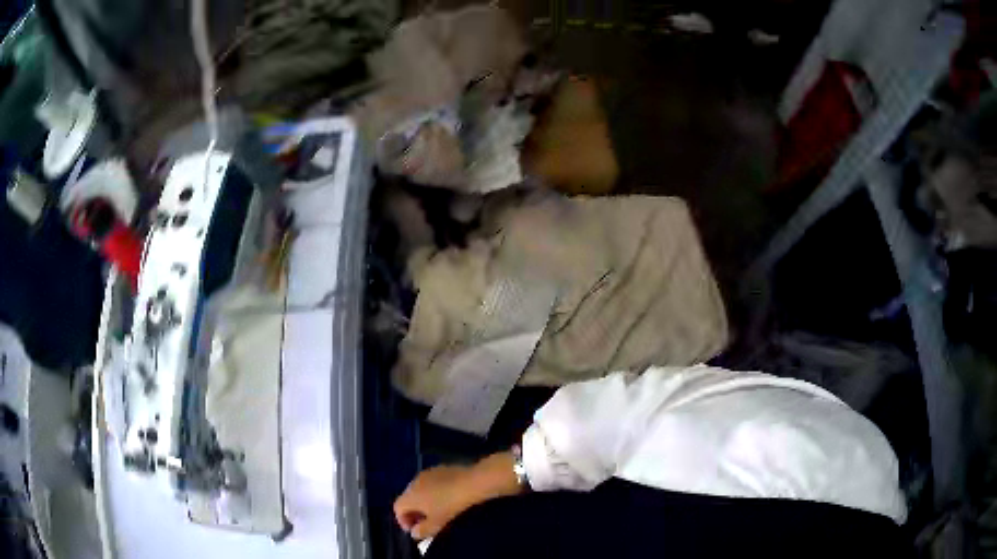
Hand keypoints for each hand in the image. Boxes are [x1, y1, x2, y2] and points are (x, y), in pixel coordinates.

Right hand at [394, 452, 522, 539]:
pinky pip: (431, 483)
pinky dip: (433, 493)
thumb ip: (422, 530)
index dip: (403, 521)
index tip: (416, 530)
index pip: (397, 508)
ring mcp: (427, 473)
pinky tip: (447, 499)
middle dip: (414, 512)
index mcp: (409, 495)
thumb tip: (415, 532)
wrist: (473, 482)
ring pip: (419, 490)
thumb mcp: (437, 523)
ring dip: (424, 502)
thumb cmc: (451, 504)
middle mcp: (414, 482)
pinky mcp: (440, 468)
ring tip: (437, 512)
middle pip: (407, 498)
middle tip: (425, 523)